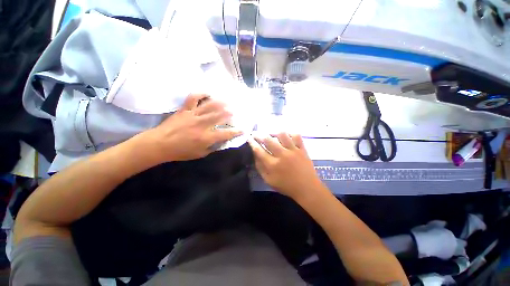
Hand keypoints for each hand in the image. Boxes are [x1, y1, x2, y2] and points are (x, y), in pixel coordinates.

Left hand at [142, 94, 241, 161]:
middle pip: (220, 116)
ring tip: (228, 100)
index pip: (226, 134)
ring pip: (210, 106)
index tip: (243, 130)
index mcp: (206, 137)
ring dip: (221, 102)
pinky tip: (208, 93)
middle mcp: (202, 124)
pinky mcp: (185, 109)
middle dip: (230, 113)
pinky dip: (201, 94)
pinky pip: (193, 98)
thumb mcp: (200, 154)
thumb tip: (221, 141)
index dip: (236, 132)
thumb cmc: (181, 151)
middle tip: (236, 110)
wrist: (160, 144)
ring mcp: (193, 115)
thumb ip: (212, 147)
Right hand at [249, 133, 322, 199]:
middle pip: (268, 140)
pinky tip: (285, 135)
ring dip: (274, 132)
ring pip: (282, 134)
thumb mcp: (269, 181)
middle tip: (256, 133)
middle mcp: (282, 155)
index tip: (248, 138)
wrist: (307, 188)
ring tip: (270, 133)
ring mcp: (293, 150)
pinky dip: (290, 133)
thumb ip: (260, 168)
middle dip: (259, 134)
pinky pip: (296, 136)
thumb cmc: (286, 186)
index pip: (259, 150)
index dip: (252, 143)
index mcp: (272, 165)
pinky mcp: (302, 149)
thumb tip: (255, 155)